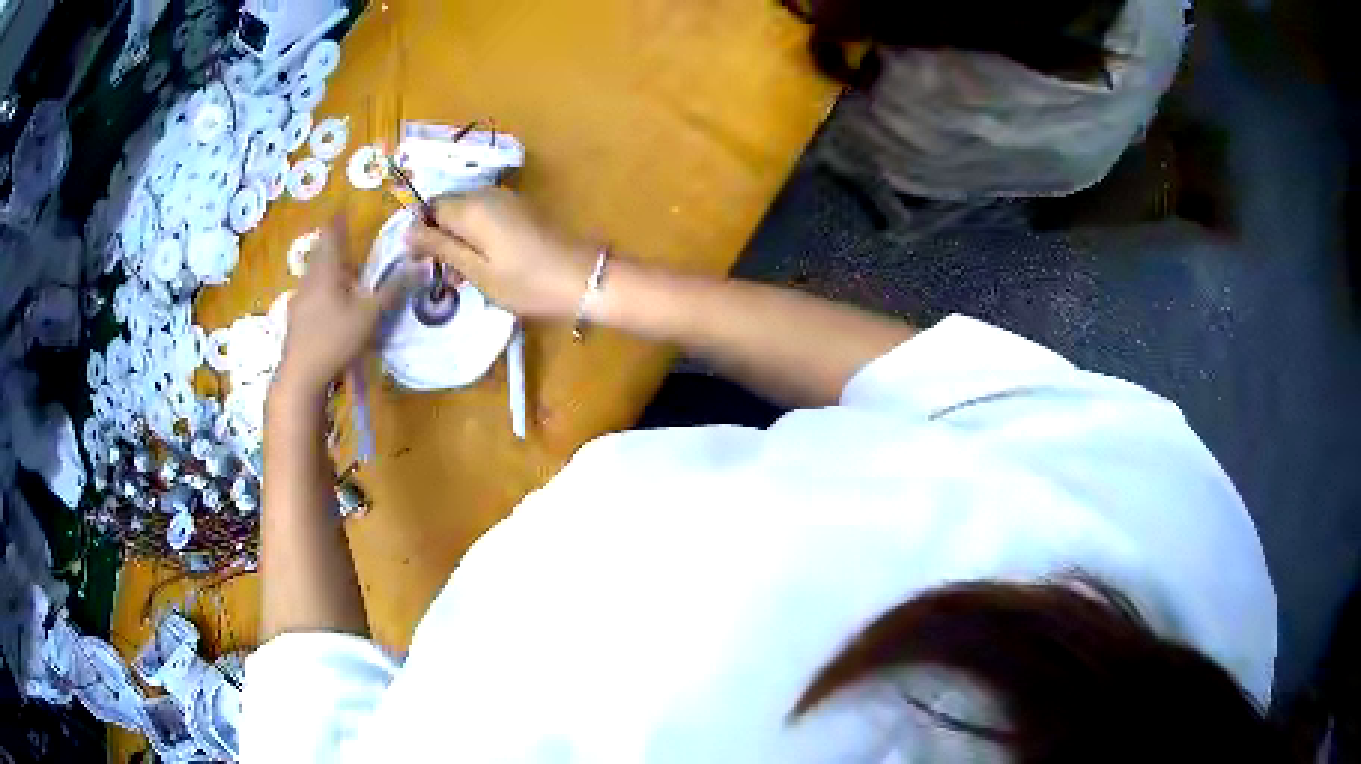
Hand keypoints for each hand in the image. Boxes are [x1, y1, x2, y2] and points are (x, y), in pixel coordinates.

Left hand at [276, 215, 410, 397]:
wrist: (301, 376)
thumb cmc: (336, 339)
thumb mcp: (370, 315)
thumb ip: (394, 289)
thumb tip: (421, 264)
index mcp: (327, 271)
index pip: (332, 235)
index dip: (338, 221)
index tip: (342, 210)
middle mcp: (309, 280)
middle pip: (320, 254)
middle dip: (332, 246)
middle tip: (344, 241)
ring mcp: (298, 301)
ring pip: (312, 276)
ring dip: (326, 270)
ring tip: (339, 274)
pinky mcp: (294, 322)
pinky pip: (309, 295)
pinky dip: (319, 291)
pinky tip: (326, 306)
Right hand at [405, 188, 597, 319]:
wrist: (583, 278)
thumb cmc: (525, 281)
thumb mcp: (476, 270)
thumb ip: (440, 247)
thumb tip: (407, 231)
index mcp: (471, 206)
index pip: (429, 207)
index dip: (420, 232)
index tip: (421, 262)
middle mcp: (486, 194)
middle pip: (448, 207)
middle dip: (439, 235)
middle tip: (442, 273)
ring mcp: (507, 199)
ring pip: (467, 213)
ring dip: (458, 238)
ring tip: (462, 275)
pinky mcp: (521, 209)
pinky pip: (486, 216)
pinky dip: (477, 236)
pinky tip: (483, 264)